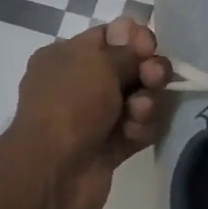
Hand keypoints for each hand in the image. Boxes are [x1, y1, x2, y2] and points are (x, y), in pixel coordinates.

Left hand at [10, 17, 172, 208]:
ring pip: (137, 100)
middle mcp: (78, 84)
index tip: (148, 46)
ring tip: (140, 111)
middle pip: (128, 68)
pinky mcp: (108, 147)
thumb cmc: (70, 104)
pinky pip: (136, 129)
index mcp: (65, 57)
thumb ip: (127, 50)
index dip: (133, 38)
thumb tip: (139, 44)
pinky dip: (140, 129)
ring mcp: (93, 118)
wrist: (53, 171)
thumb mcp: (98, 63)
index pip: (109, 37)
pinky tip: (134, 133)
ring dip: (146, 102)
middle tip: (153, 77)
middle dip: (147, 70)